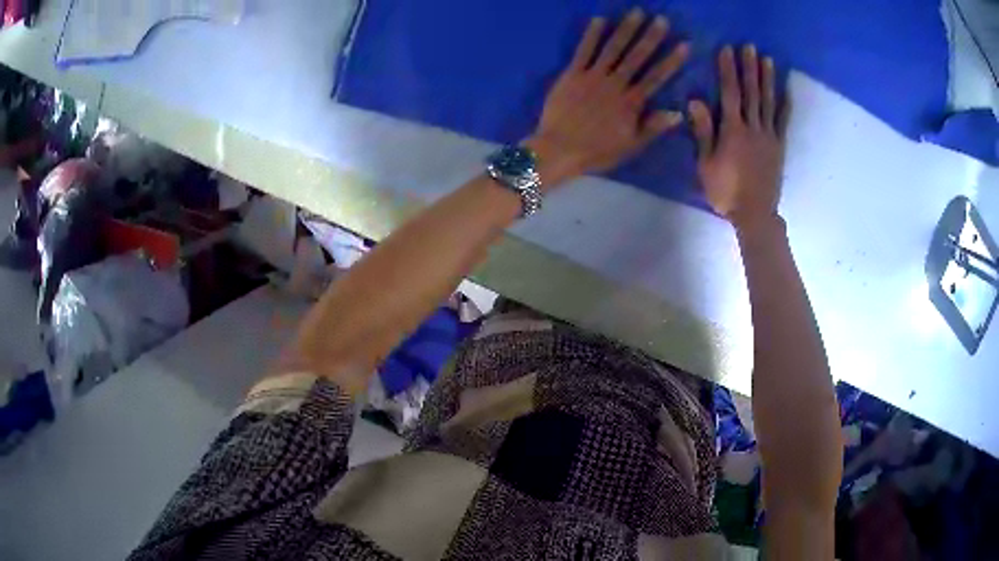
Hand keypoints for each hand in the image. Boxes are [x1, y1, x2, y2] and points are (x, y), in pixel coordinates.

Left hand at [525, 9, 689, 187]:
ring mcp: (593, 76)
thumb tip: (679, 113)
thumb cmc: (597, 151)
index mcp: (632, 102)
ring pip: (613, 49)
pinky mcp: (572, 74)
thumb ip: (654, 127)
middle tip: (662, 19)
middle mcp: (615, 84)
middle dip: (651, 37)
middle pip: (637, 57)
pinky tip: (599, 19)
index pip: (657, 77)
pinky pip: (583, 51)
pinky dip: (591, 35)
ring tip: (637, 12)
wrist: (559, 149)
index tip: (684, 44)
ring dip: (626, 29)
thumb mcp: (631, 145)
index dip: (672, 60)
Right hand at [689, 45, 790, 231]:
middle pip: (751, 93)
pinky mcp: (779, 146)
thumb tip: (695, 100)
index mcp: (732, 131)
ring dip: (767, 79)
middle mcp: (753, 128)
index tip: (727, 50)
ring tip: (767, 59)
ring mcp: (769, 136)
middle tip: (750, 47)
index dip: (728, 70)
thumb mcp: (706, 164)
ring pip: (767, 102)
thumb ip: (703, 131)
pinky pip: (782, 121)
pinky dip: (784, 105)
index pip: (730, 93)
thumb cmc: (726, 191)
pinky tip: (785, 91)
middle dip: (749, 68)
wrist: (756, 214)